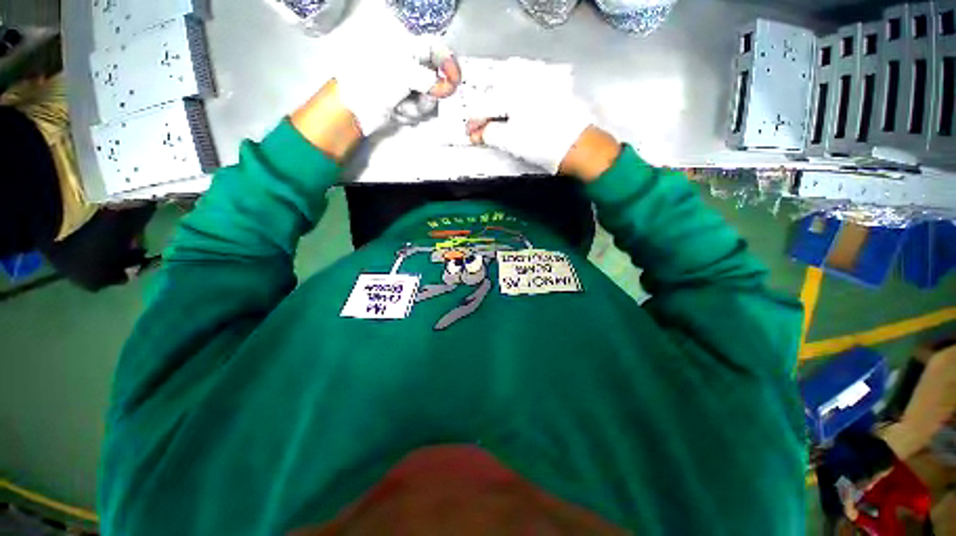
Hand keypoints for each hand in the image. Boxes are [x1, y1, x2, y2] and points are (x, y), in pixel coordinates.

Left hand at [292, 34, 459, 160]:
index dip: (449, 63)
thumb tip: (447, 85)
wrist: (354, 109)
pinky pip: (419, 111)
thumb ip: (429, 77)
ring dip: (417, 107)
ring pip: (428, 100)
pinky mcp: (404, 104)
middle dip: (430, 94)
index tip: (455, 80)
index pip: (435, 48)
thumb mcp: (403, 73)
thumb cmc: (374, 82)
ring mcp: (406, 87)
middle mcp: (409, 65)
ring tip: (401, 107)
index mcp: (406, 48)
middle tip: (425, 98)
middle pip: (436, 80)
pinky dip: (409, 114)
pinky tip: (396, 112)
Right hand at [466, 91, 609, 177]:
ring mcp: (542, 83)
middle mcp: (526, 80)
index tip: (470, 134)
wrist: (579, 146)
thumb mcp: (511, 140)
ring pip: (513, 88)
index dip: (475, 122)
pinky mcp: (555, 91)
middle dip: (487, 110)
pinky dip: (519, 102)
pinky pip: (529, 90)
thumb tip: (476, 133)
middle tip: (484, 128)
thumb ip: (489, 133)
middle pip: (497, 92)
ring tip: (499, 121)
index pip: (485, 105)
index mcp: (512, 91)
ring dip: (502, 103)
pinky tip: (520, 114)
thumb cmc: (542, 143)